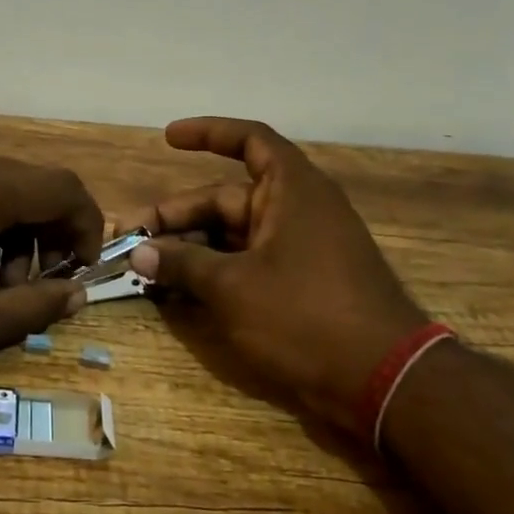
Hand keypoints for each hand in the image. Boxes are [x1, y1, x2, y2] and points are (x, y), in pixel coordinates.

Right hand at [121, 118, 425, 434]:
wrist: (384, 380)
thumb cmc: (305, 316)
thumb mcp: (232, 288)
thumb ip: (182, 264)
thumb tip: (140, 251)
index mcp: (291, 190)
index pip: (249, 141)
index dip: (208, 133)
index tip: (168, 137)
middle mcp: (297, 210)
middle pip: (225, 200)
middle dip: (176, 217)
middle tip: (128, 238)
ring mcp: (300, 248)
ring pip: (232, 236)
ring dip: (190, 249)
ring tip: (145, 267)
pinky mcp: (301, 283)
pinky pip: (247, 263)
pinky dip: (214, 271)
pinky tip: (178, 291)